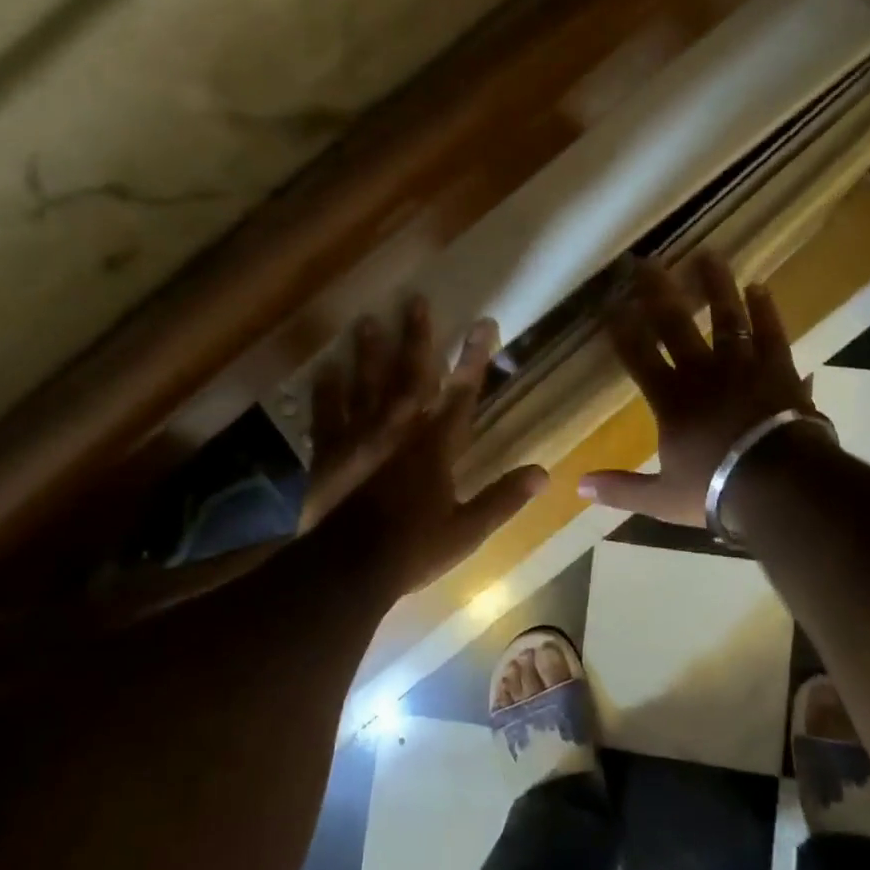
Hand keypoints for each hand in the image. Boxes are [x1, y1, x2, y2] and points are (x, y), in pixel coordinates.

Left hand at [310, 297, 548, 597]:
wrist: (346, 569)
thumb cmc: (412, 549)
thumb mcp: (466, 531)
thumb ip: (503, 499)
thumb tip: (544, 473)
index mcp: (435, 446)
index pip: (462, 393)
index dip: (474, 357)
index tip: (484, 323)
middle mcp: (399, 429)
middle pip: (410, 374)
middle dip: (417, 337)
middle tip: (414, 300)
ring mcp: (359, 437)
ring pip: (366, 383)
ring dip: (369, 351)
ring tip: (367, 320)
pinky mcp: (328, 452)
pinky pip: (327, 412)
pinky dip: (326, 390)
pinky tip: (325, 367)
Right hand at [579, 253, 817, 526]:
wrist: (780, 486)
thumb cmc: (717, 491)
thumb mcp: (662, 498)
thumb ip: (621, 489)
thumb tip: (578, 486)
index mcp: (672, 401)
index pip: (639, 357)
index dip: (623, 330)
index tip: (610, 304)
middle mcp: (702, 374)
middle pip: (675, 325)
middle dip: (658, 293)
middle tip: (646, 262)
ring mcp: (742, 367)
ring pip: (725, 318)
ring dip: (715, 286)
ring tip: (707, 256)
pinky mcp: (778, 369)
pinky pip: (770, 333)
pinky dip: (765, 311)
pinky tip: (759, 287)